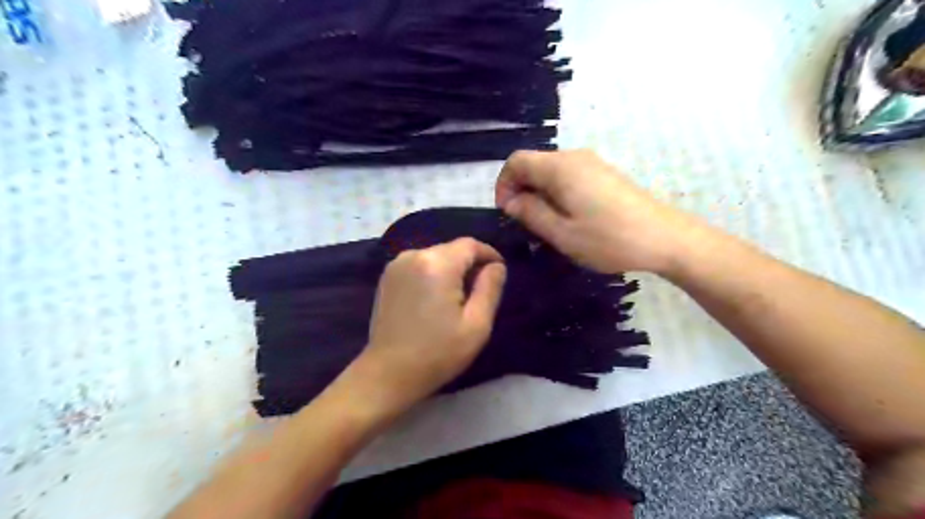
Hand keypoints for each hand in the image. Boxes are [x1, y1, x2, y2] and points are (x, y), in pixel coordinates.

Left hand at [347, 238, 504, 414]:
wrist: (388, 373)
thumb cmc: (438, 353)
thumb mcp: (476, 325)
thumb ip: (490, 288)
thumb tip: (496, 266)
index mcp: (437, 264)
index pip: (470, 244)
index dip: (489, 254)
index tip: (500, 271)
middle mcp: (414, 254)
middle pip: (452, 249)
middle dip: (470, 264)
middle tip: (480, 291)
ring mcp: (396, 264)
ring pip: (436, 255)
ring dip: (452, 269)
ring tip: (458, 297)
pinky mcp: (387, 276)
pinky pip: (420, 264)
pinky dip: (433, 273)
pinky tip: (436, 298)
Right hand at [494, 147, 697, 273]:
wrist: (666, 238)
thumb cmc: (609, 239)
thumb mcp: (562, 233)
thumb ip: (531, 213)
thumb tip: (511, 201)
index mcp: (560, 168)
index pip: (516, 161)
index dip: (504, 183)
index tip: (506, 211)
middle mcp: (574, 157)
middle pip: (534, 163)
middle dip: (521, 189)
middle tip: (524, 222)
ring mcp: (592, 164)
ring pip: (551, 171)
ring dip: (539, 193)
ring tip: (545, 223)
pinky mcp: (604, 174)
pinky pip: (569, 176)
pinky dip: (557, 192)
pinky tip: (568, 217)